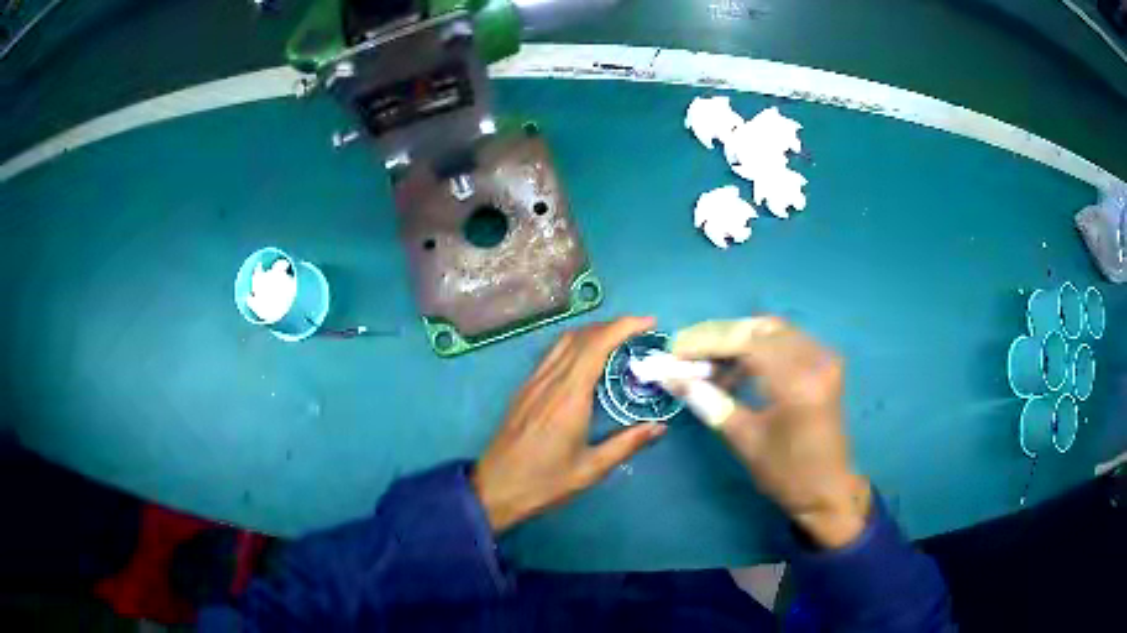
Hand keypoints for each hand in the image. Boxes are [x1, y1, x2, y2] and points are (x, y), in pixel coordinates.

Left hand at [472, 317, 667, 533]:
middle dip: (613, 325)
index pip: (597, 345)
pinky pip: (553, 354)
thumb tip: (659, 427)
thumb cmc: (544, 482)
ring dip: (593, 332)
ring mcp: (533, 382)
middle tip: (640, 332)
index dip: (623, 327)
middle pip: (581, 336)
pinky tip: (587, 360)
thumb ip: (626, 444)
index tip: (648, 323)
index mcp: (569, 396)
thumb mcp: (591, 469)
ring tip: (618, 340)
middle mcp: (550, 381)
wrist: (494, 488)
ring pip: (564, 342)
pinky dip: (576, 345)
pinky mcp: (524, 390)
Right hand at [666, 318, 870, 548]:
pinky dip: (756, 349)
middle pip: (760, 329)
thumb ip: (709, 402)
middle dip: (720, 337)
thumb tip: (672, 378)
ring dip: (737, 341)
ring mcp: (823, 359)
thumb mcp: (745, 440)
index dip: (708, 342)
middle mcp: (816, 361)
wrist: (828, 489)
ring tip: (706, 362)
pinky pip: (784, 342)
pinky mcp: (823, 364)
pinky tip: (734, 368)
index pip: (748, 343)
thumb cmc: (787, 473)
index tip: (676, 350)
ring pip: (771, 331)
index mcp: (799, 383)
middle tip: (686, 350)